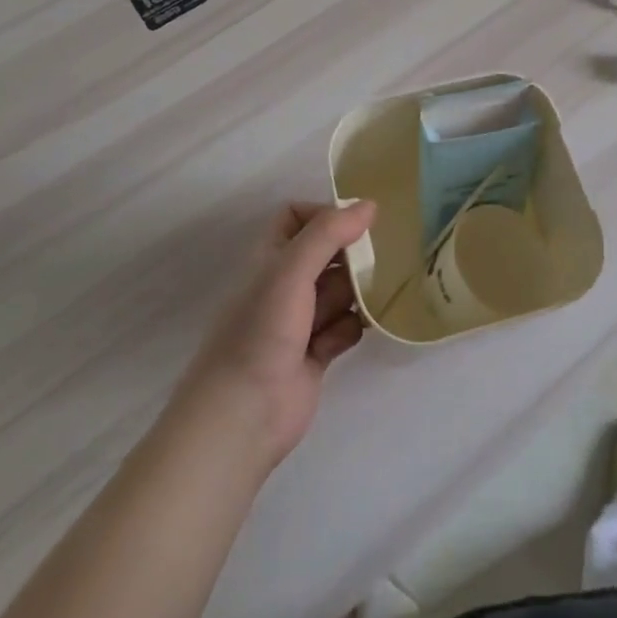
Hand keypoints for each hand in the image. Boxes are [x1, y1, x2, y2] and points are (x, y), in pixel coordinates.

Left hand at [178, 200, 375, 470]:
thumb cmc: (261, 330)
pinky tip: (340, 340)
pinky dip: (348, 329)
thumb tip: (369, 204)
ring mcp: (300, 320)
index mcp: (270, 257)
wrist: (243, 413)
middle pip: (326, 254)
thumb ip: (329, 233)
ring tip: (365, 302)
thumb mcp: (291, 270)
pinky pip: (344, 327)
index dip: (324, 215)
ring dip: (355, 294)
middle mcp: (284, 284)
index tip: (355, 225)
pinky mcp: (316, 353)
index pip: (296, 217)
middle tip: (373, 264)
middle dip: (350, 257)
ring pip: (340, 291)